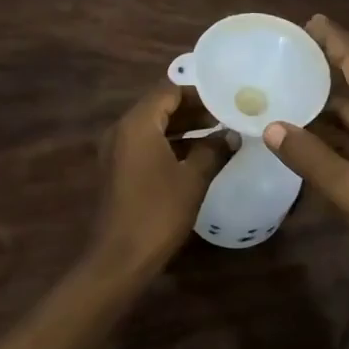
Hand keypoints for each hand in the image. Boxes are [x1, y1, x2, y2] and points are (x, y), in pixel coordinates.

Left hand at [86, 81, 227, 280]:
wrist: (120, 258)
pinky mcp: (117, 169)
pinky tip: (196, 157)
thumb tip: (232, 135)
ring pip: (153, 126)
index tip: (225, 101)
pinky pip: (145, 144)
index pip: (169, 90)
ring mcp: (116, 150)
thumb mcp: (193, 179)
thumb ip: (213, 151)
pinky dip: (169, 144)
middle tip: (225, 117)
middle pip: (159, 106)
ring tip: (217, 135)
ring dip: (183, 128)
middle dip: (192, 110)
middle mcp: (122, 130)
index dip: (198, 94)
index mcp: (137, 124)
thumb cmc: (158, 212)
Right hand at [266, 15, 348, 292]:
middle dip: (326, 70)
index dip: (334, 40)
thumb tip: (271, 127)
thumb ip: (307, 156)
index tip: (310, 20)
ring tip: (290, 94)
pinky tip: (311, 135)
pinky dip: (339, 131)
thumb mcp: (347, 188)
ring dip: (328, 107)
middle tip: (289, 58)